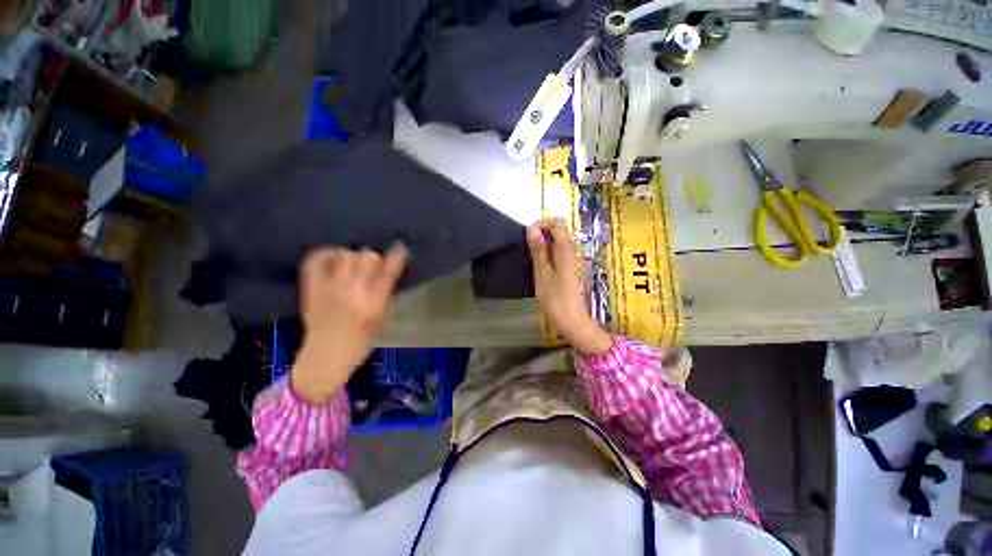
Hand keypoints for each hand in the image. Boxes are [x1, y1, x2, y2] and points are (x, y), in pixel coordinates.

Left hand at [291, 244, 407, 403]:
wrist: (325, 357)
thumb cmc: (360, 342)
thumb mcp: (383, 319)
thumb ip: (386, 294)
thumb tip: (387, 273)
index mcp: (374, 302)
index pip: (388, 272)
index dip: (396, 257)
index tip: (399, 247)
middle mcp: (353, 291)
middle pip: (367, 257)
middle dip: (373, 259)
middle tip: (371, 268)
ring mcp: (330, 287)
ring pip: (346, 255)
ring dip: (353, 257)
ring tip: (352, 266)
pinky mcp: (312, 288)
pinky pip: (316, 260)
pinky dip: (326, 253)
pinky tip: (334, 257)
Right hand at [527, 220, 612, 356]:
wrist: (572, 321)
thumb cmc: (555, 299)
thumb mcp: (542, 273)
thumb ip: (538, 250)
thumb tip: (533, 228)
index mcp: (566, 251)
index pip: (558, 225)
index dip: (542, 224)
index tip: (528, 234)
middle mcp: (572, 253)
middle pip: (559, 233)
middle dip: (542, 234)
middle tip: (527, 247)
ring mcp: (573, 262)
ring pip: (558, 244)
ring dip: (544, 245)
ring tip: (531, 256)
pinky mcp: (571, 270)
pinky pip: (559, 254)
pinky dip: (548, 254)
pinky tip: (540, 266)